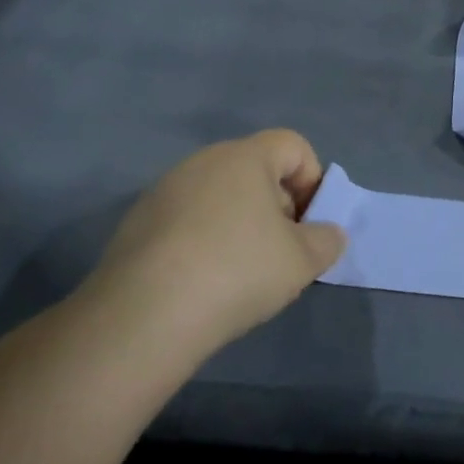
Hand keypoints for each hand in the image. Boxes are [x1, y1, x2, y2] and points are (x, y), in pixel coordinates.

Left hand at [81, 130, 346, 361]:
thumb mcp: (302, 261)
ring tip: (239, 273)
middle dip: (277, 206)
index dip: (311, 181)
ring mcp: (163, 191)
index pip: (293, 145)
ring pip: (219, 197)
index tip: (308, 225)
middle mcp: (203, 162)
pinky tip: (200, 283)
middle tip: (280, 252)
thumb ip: (326, 240)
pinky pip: (185, 222)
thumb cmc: (237, 272)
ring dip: (239, 225)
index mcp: (245, 156)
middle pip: (256, 170)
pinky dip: (202, 242)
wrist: (142, 318)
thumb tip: (328, 234)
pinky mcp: (135, 225)